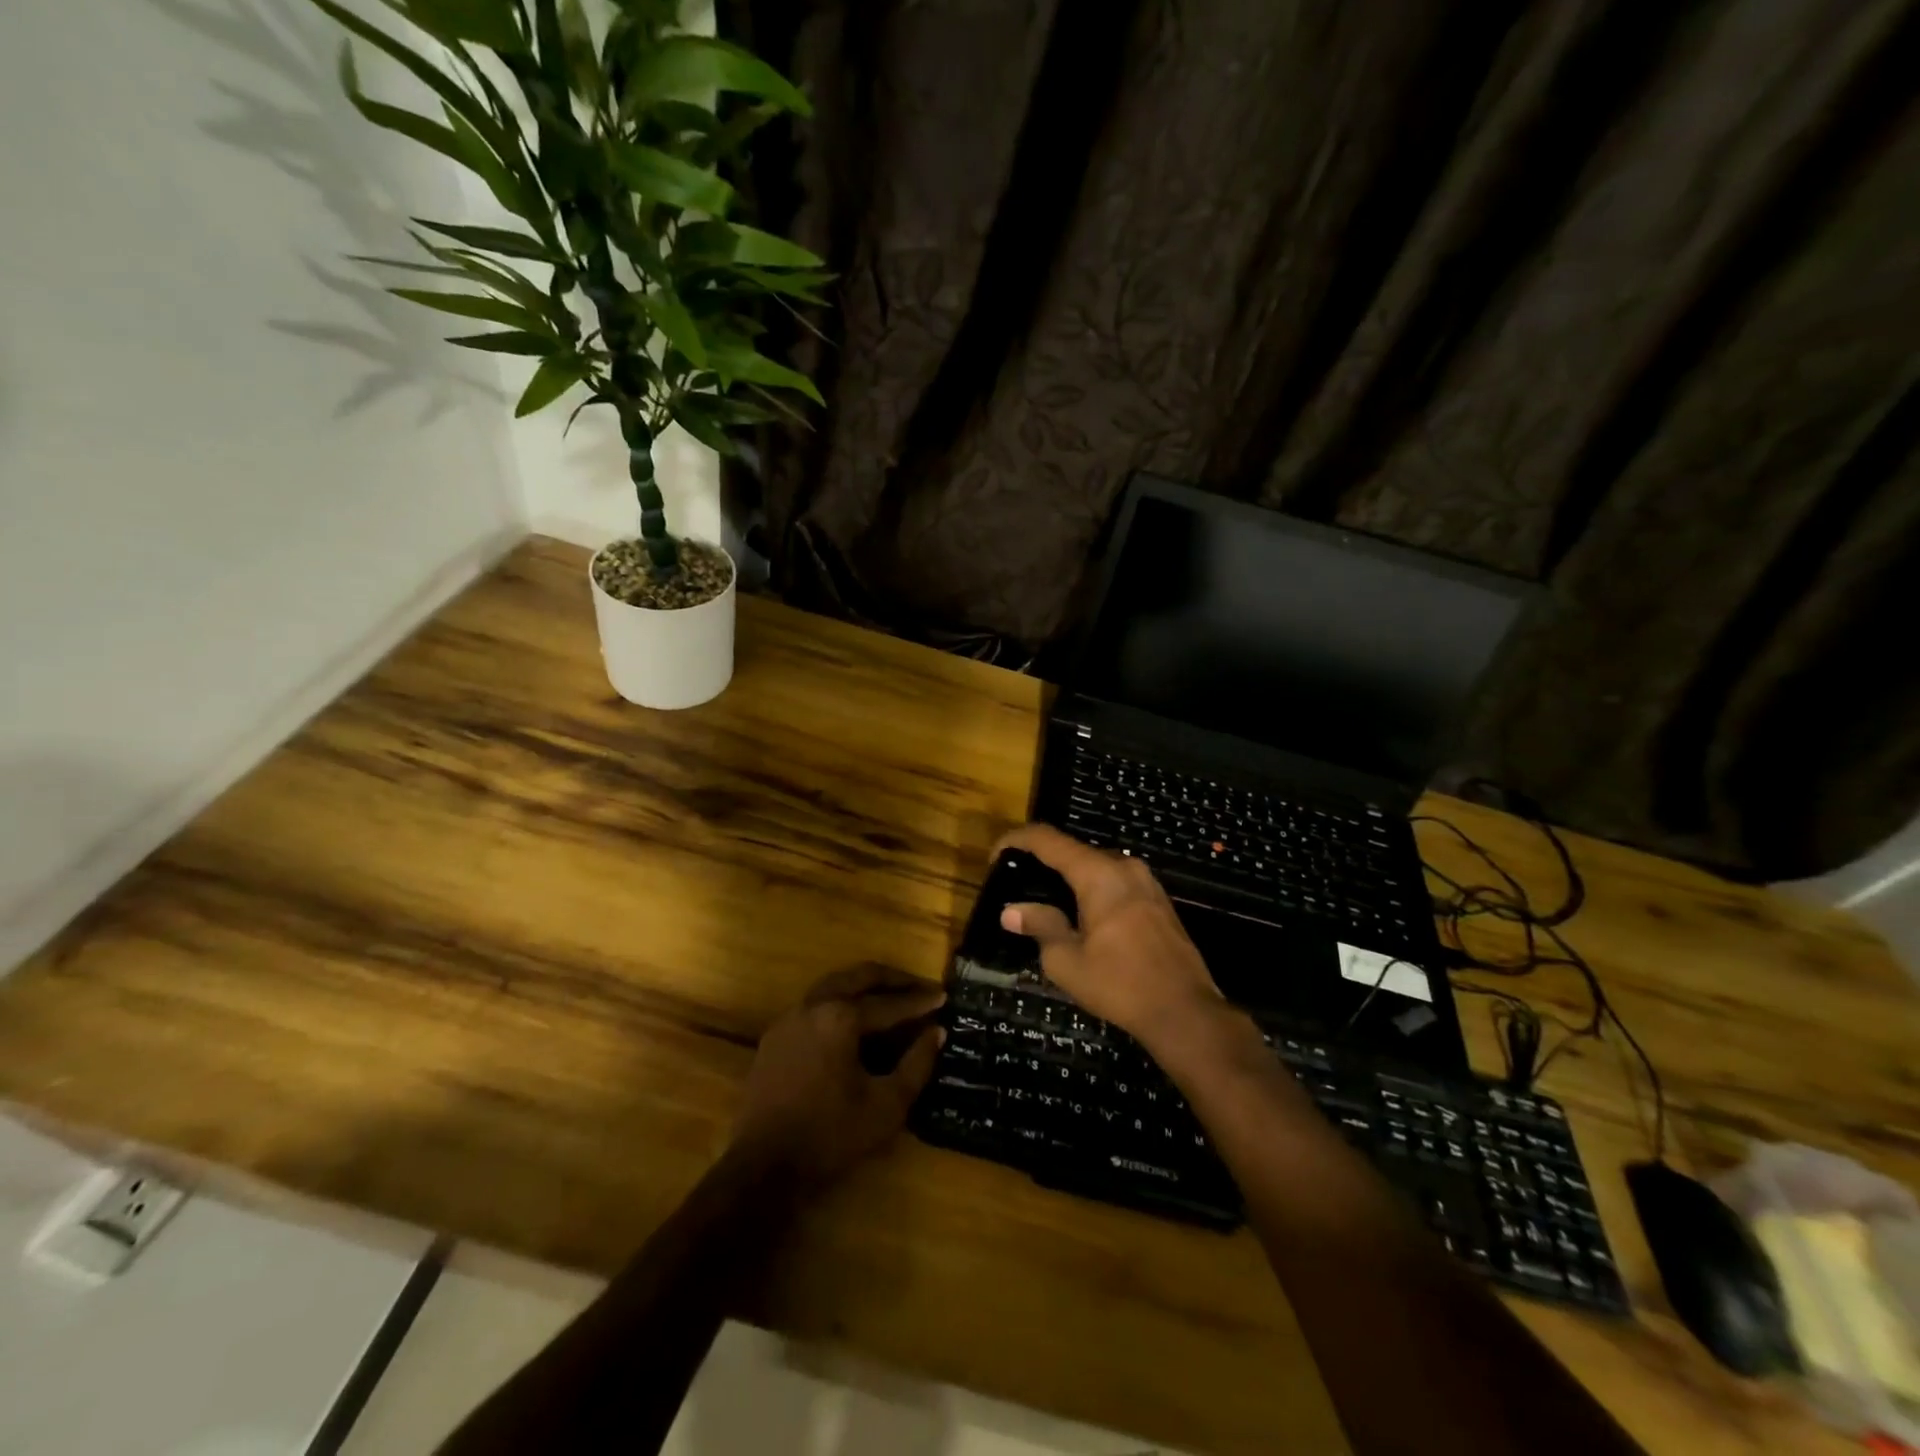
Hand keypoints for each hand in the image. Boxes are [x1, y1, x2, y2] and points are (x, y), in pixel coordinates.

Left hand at [732, 965, 945, 1187]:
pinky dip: (840, 1003)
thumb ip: (917, 1064)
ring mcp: (790, 1018)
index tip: (944, 996)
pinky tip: (853, 1022)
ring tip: (890, 996)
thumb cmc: (831, 1136)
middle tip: (918, 985)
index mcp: (841, 1018)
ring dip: (864, 986)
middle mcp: (813, 1005)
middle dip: (892, 979)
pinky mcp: (775, 1036)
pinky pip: (814, 1005)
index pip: (890, 1004)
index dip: (920, 1001)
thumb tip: (936, 1032)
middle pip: (858, 977)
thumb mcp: (887, 1105)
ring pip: (834, 985)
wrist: (763, 1167)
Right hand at [996, 824, 1225, 1051]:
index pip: (1048, 840)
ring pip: (1097, 866)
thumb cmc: (1120, 984)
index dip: (1016, 841)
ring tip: (1046, 902)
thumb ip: (1040, 927)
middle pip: (1074, 851)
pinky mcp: (1158, 900)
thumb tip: (1012, 911)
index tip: (995, 857)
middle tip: (1019, 884)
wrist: (1185, 1011)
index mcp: (1098, 873)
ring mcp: (1146, 882)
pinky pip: (1116, 882)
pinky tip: (1082, 916)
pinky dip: (1092, 889)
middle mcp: (1124, 866)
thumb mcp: (1067, 961)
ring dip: (1070, 877)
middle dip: (1043, 862)